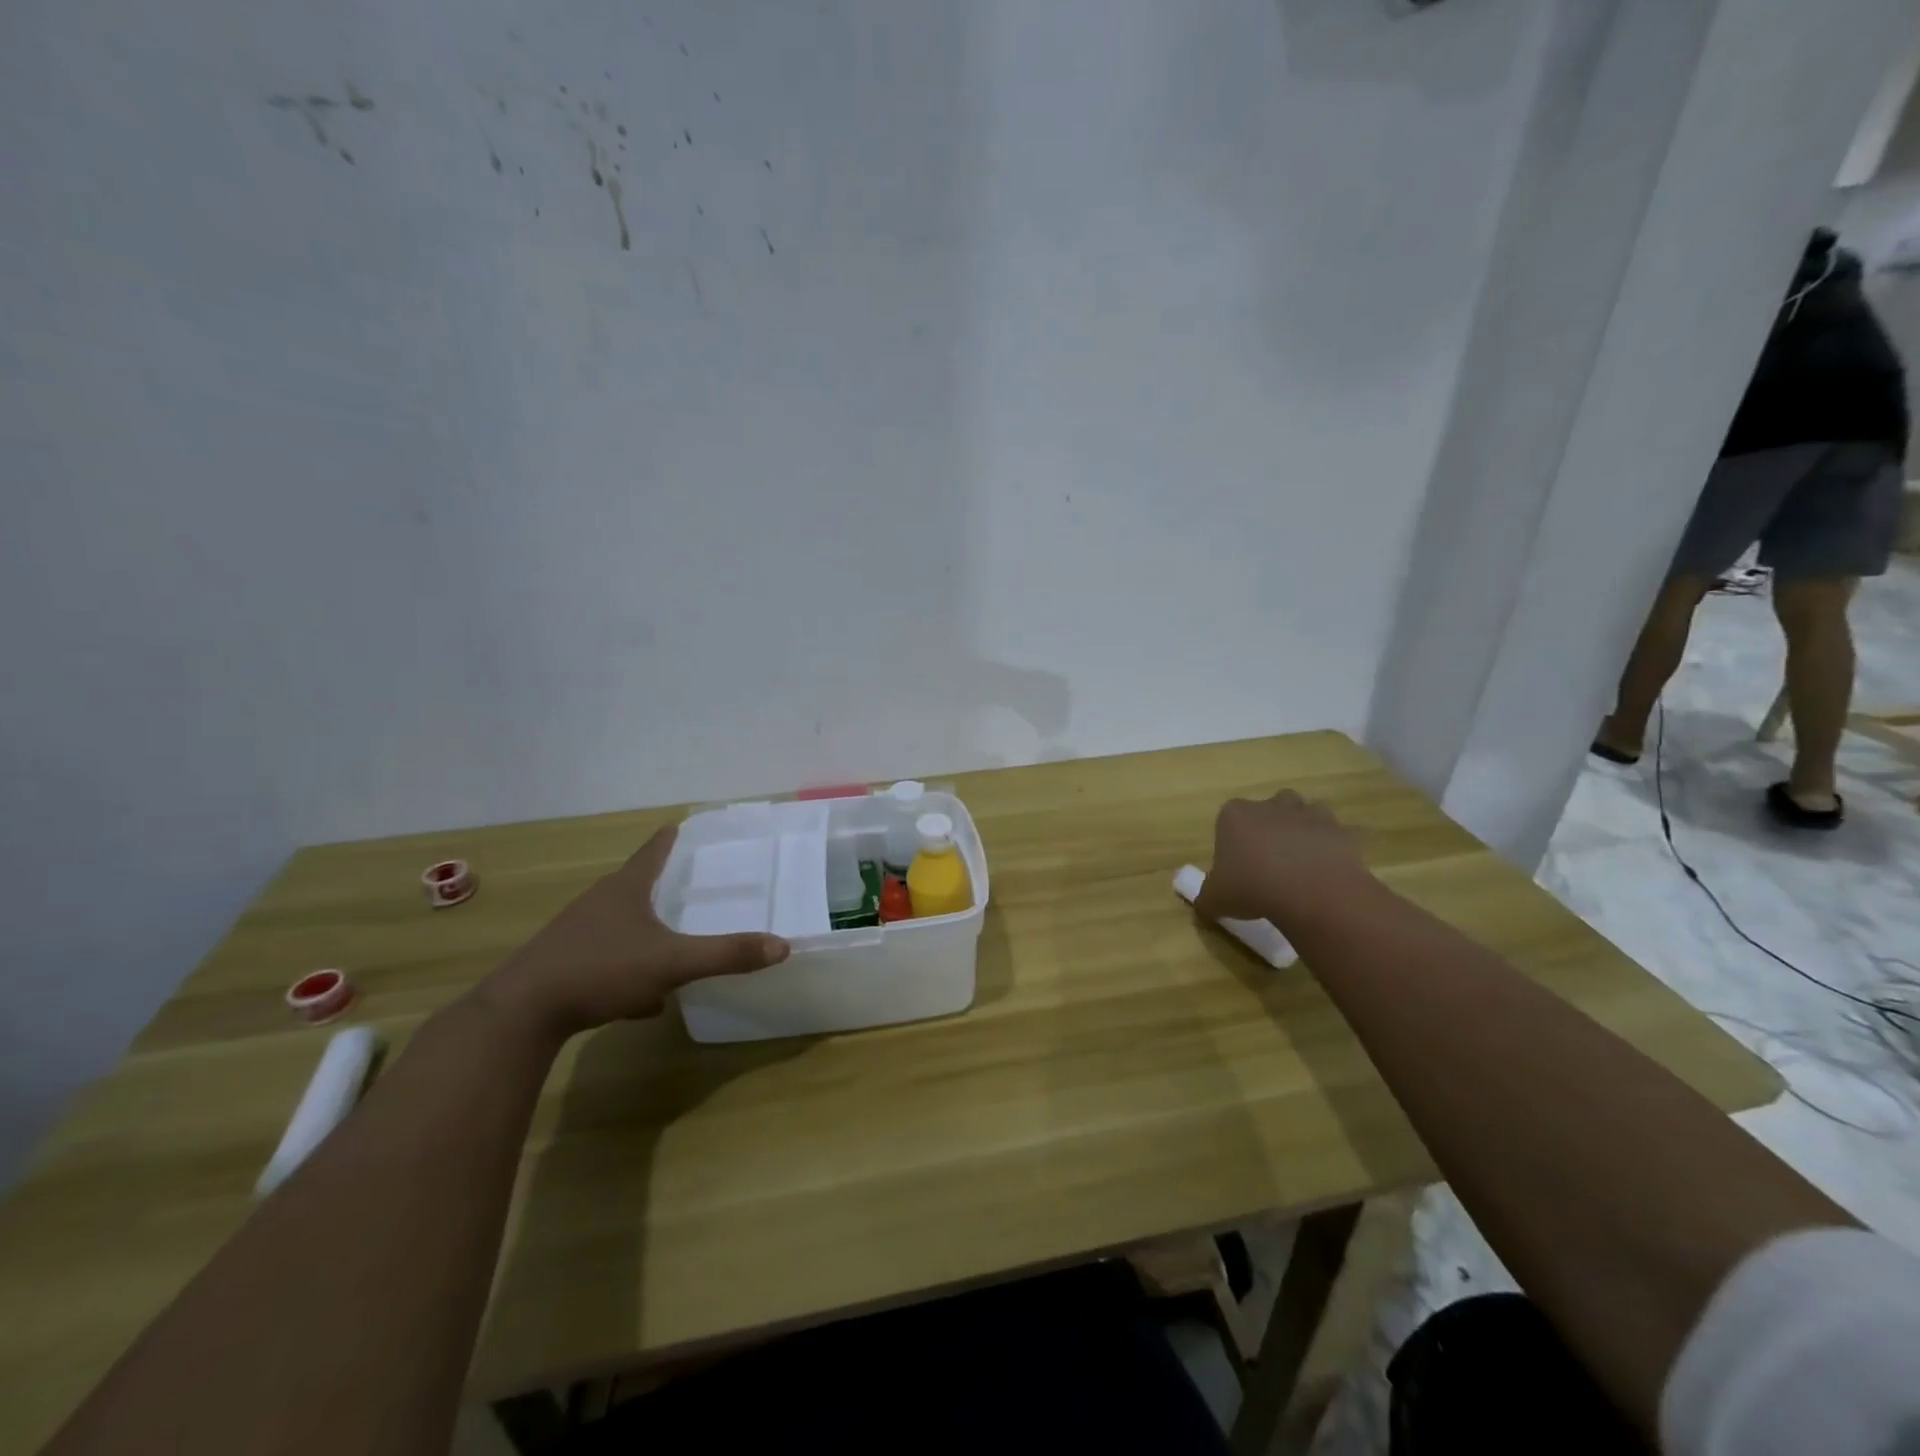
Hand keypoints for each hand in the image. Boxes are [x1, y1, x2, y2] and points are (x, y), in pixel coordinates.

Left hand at [477, 825, 789, 1039]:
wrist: (521, 1013)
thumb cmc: (600, 969)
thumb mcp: (671, 962)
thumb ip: (726, 955)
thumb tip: (783, 946)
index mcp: (627, 888)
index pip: (655, 850)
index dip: (673, 837)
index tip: (687, 825)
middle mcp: (600, 902)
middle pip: (638, 884)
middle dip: (666, 884)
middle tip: (695, 885)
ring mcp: (578, 933)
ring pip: (623, 923)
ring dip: (648, 929)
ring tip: (676, 942)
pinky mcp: (565, 964)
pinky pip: (609, 957)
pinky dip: (630, 968)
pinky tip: (643, 1000)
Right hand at [1192, 790, 1368, 925]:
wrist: (1311, 892)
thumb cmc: (1253, 888)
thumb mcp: (1215, 899)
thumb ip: (1206, 898)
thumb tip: (1205, 906)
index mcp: (1234, 815)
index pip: (1227, 820)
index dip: (1232, 842)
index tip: (1237, 868)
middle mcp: (1270, 806)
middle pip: (1266, 809)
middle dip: (1268, 828)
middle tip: (1268, 862)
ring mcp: (1307, 813)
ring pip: (1302, 812)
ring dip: (1300, 830)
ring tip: (1299, 863)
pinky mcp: (1338, 829)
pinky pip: (1332, 834)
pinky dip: (1330, 846)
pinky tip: (1325, 871)